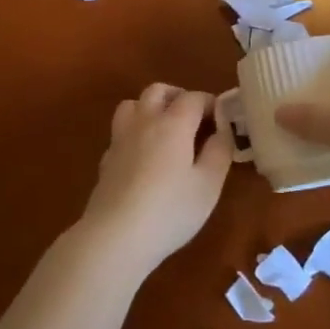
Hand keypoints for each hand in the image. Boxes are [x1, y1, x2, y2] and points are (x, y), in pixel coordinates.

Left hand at [78, 84, 232, 278]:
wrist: (115, 237)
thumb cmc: (170, 210)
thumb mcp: (208, 185)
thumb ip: (219, 152)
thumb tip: (223, 130)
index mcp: (173, 123)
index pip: (194, 98)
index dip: (212, 104)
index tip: (223, 120)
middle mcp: (144, 122)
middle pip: (158, 91)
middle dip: (178, 96)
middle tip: (194, 119)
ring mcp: (120, 139)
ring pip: (132, 105)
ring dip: (150, 108)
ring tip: (165, 129)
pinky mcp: (106, 160)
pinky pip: (121, 132)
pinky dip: (135, 133)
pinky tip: (143, 156)